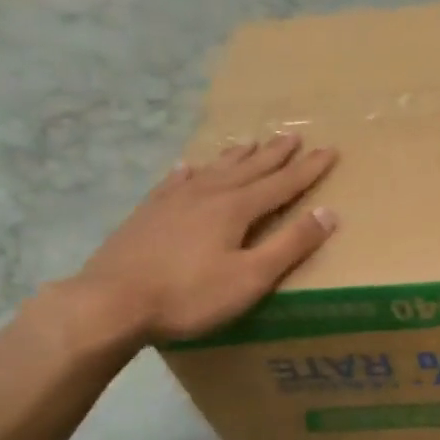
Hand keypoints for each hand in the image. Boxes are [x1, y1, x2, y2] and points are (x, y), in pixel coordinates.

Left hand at [74, 134, 337, 343]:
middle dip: (274, 154)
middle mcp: (207, 194)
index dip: (308, 169)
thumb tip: (328, 213)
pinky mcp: (147, 214)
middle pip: (249, 169)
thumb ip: (290, 245)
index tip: (330, 150)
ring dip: (236, 157)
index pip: (282, 184)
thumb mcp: (251, 277)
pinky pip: (175, 182)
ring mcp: (173, 201)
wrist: (110, 302)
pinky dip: (189, 172)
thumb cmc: (189, 295)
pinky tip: (188, 167)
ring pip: (213, 170)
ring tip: (250, 142)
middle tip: (293, 136)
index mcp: (235, 208)